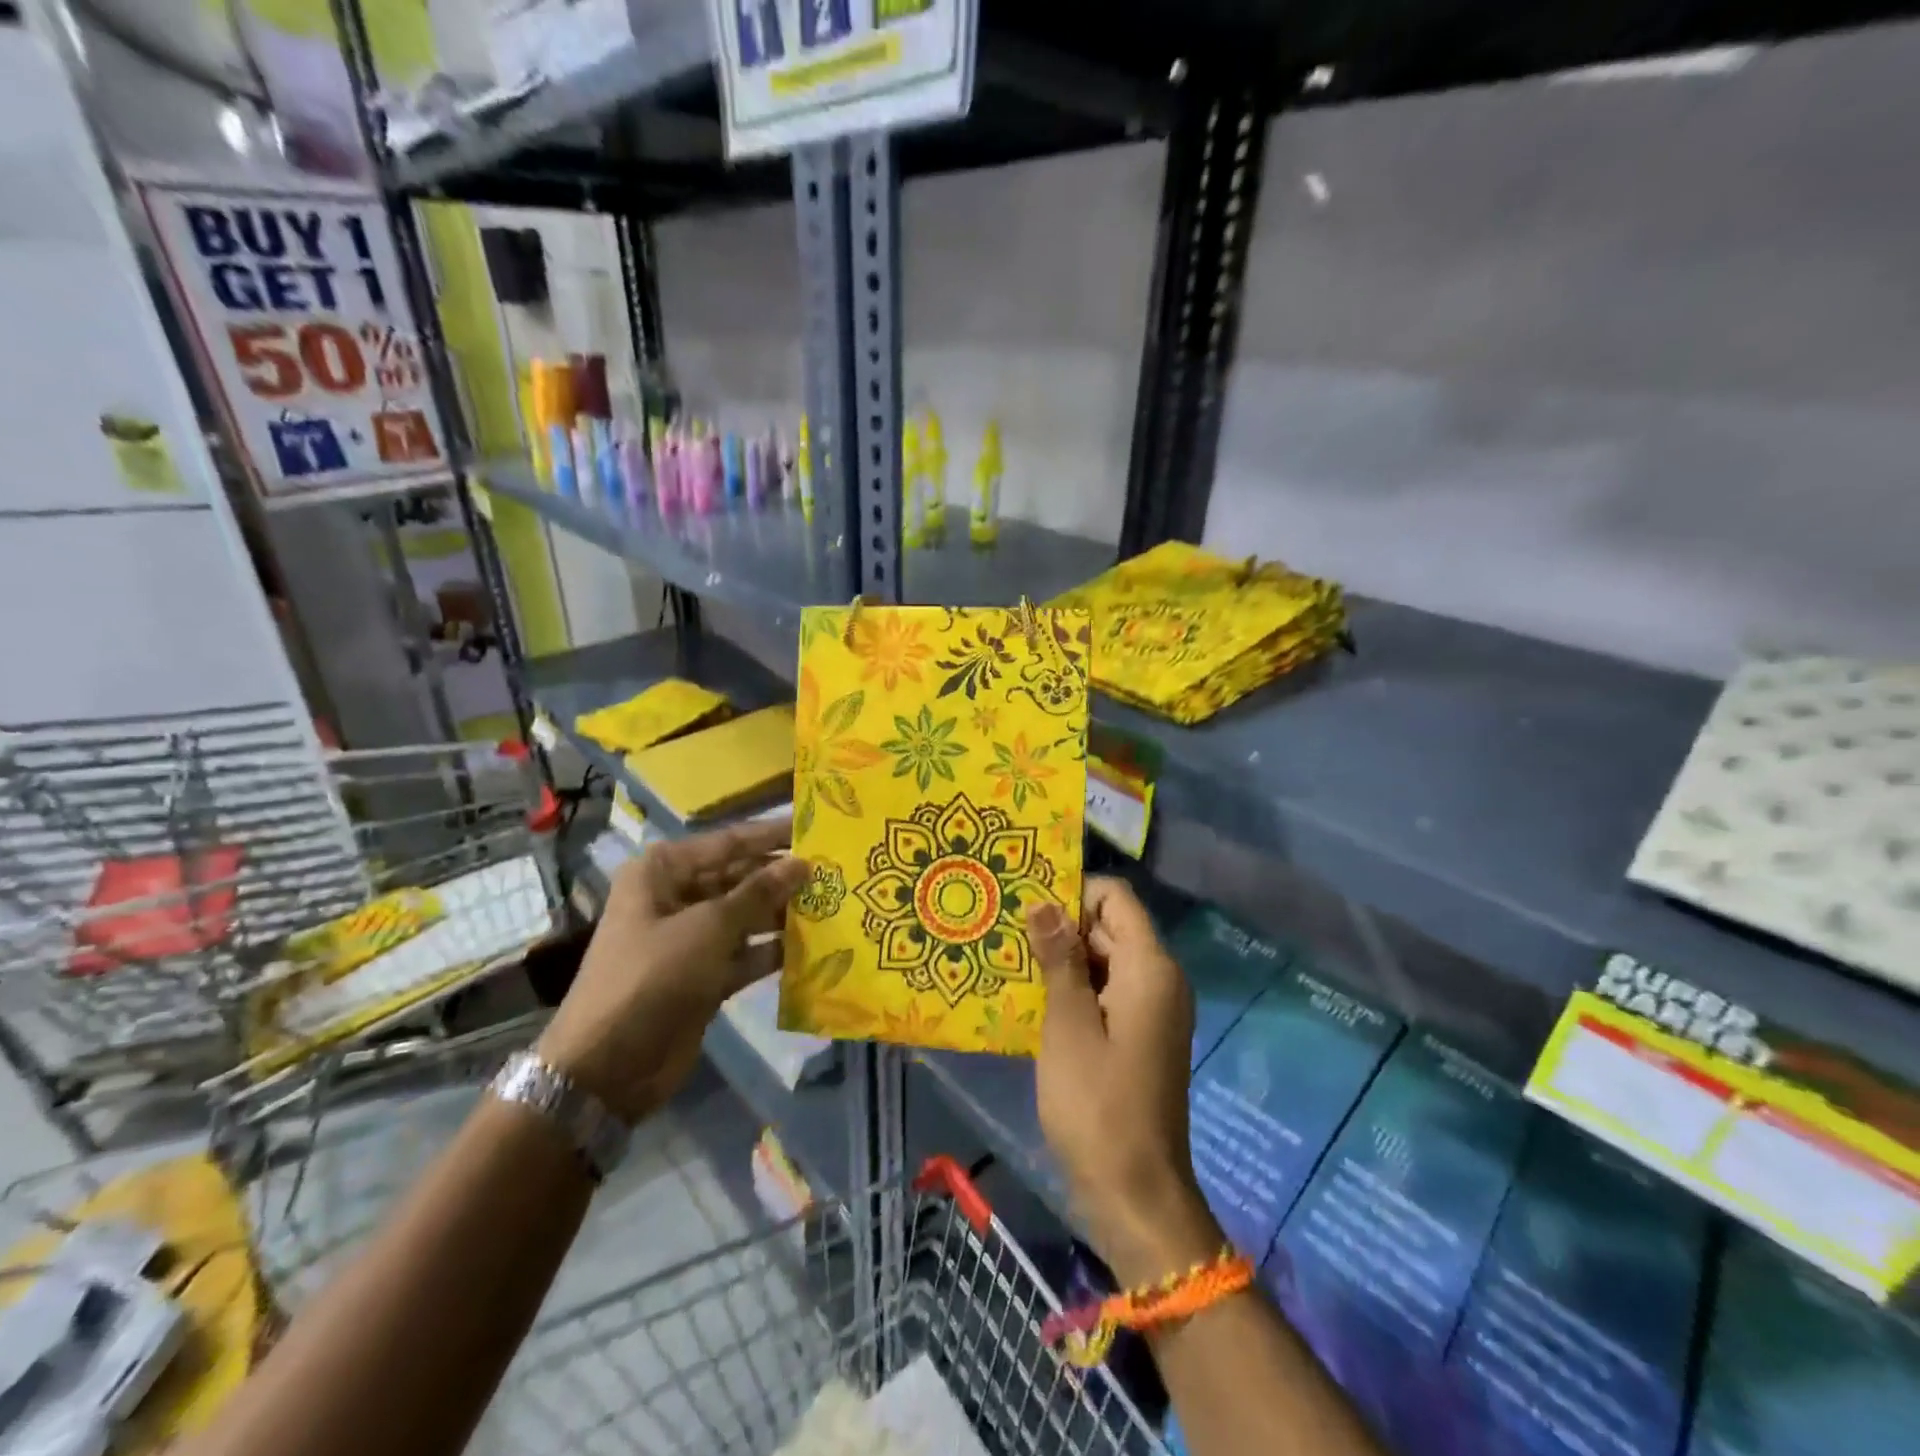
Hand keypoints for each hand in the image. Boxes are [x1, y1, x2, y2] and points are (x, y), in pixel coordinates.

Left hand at [537, 820, 807, 1122]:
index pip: (728, 842)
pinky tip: (814, 946)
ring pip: (746, 915)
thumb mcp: (709, 927)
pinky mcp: (703, 974)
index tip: (816, 827)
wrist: (608, 1065)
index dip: (772, 835)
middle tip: (835, 871)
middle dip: (782, 877)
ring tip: (833, 905)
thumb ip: (759, 892)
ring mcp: (689, 938)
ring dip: (783, 913)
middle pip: (739, 877)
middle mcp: (675, 897)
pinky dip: (773, 949)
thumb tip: (802, 863)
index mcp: (663, 871)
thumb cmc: (654, 976)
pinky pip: (745, 952)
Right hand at [1027, 879, 1223, 1285]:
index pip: (1116, 898)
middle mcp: (1161, 979)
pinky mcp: (1143, 1035)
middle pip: (1111, 927)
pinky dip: (1077, 988)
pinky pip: (1109, 991)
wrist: (1136, 1193)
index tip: (1027, 907)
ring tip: (1012, 962)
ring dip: (1065, 959)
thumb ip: (1058, 959)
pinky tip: (1036, 1000)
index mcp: (1150, 968)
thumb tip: (1043, 902)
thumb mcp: (1067, 1025)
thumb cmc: (1097, 1105)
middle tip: (1007, 933)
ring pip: (1107, 960)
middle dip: (1062, 926)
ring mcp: (1154, 1009)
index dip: (1074, 893)